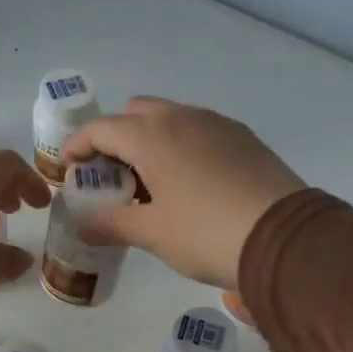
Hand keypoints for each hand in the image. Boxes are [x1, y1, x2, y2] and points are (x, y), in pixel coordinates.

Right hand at [60, 97, 304, 287]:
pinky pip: (199, 130)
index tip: (68, 167)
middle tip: (111, 175)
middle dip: (116, 137)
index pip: (101, 128)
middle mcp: (182, 118)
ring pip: (170, 118)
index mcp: (151, 136)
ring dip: (150, 140)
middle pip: (135, 113)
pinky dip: (181, 145)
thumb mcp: (152, 233)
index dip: (78, 146)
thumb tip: (84, 225)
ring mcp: (217, 124)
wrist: (284, 239)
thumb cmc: (204, 233)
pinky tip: (187, 182)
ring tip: (149, 182)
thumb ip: (112, 223)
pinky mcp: (244, 138)